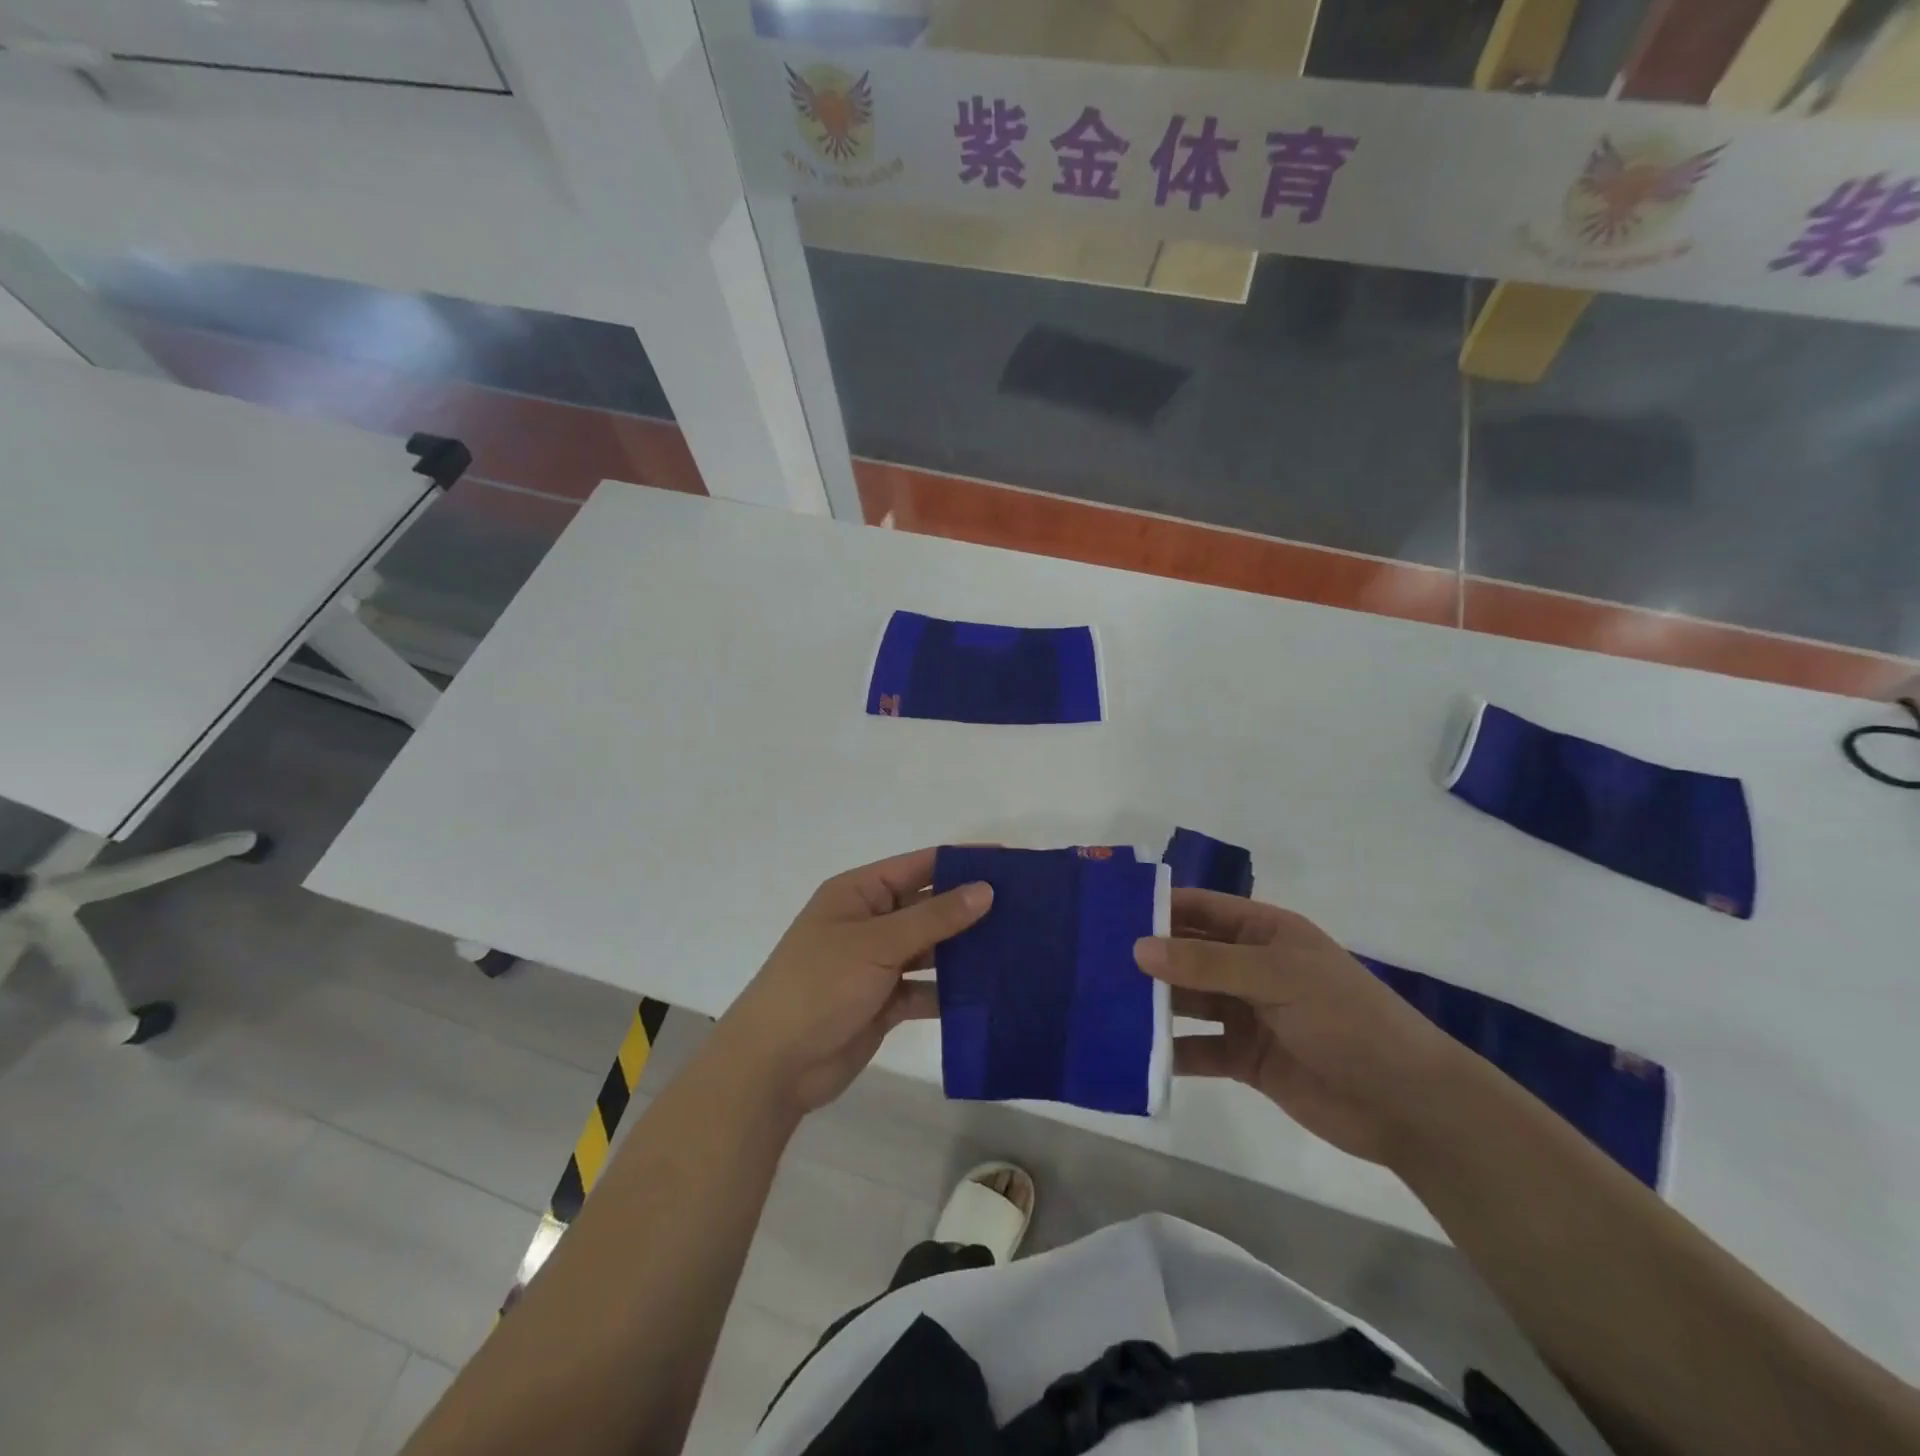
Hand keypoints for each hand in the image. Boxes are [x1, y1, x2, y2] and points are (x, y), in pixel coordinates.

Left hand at [714, 848, 991, 1117]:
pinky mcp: (885, 1001)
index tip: (1011, 863)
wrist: (774, 1065)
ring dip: (965, 949)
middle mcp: (870, 921)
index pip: (920, 866)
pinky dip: (952, 990)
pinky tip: (990, 991)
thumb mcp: (877, 943)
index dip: (962, 862)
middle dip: (970, 906)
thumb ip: (933, 917)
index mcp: (859, 893)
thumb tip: (984, 888)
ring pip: (931, 947)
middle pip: (928, 905)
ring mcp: (877, 963)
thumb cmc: (819, 986)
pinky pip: (927, 987)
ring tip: (1018, 947)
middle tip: (1026, 909)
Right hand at [1135, 890, 1474, 1166]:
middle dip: (1147, 959)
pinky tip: (1133, 1054)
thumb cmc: (1346, 1018)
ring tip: (1101, 1004)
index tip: (1108, 912)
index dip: (1159, 908)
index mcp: (1264, 933)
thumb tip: (1138, 947)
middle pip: (1188, 956)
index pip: (1201, 910)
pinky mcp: (1245, 1058)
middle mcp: (1251, 967)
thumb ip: (1206, 964)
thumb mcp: (1277, 977)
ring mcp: (1247, 1013)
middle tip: (1090, 961)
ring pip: (1188, 1001)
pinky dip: (1170, 1051)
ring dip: (1153, 1004)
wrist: (1406, 1103)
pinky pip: (1198, 1048)